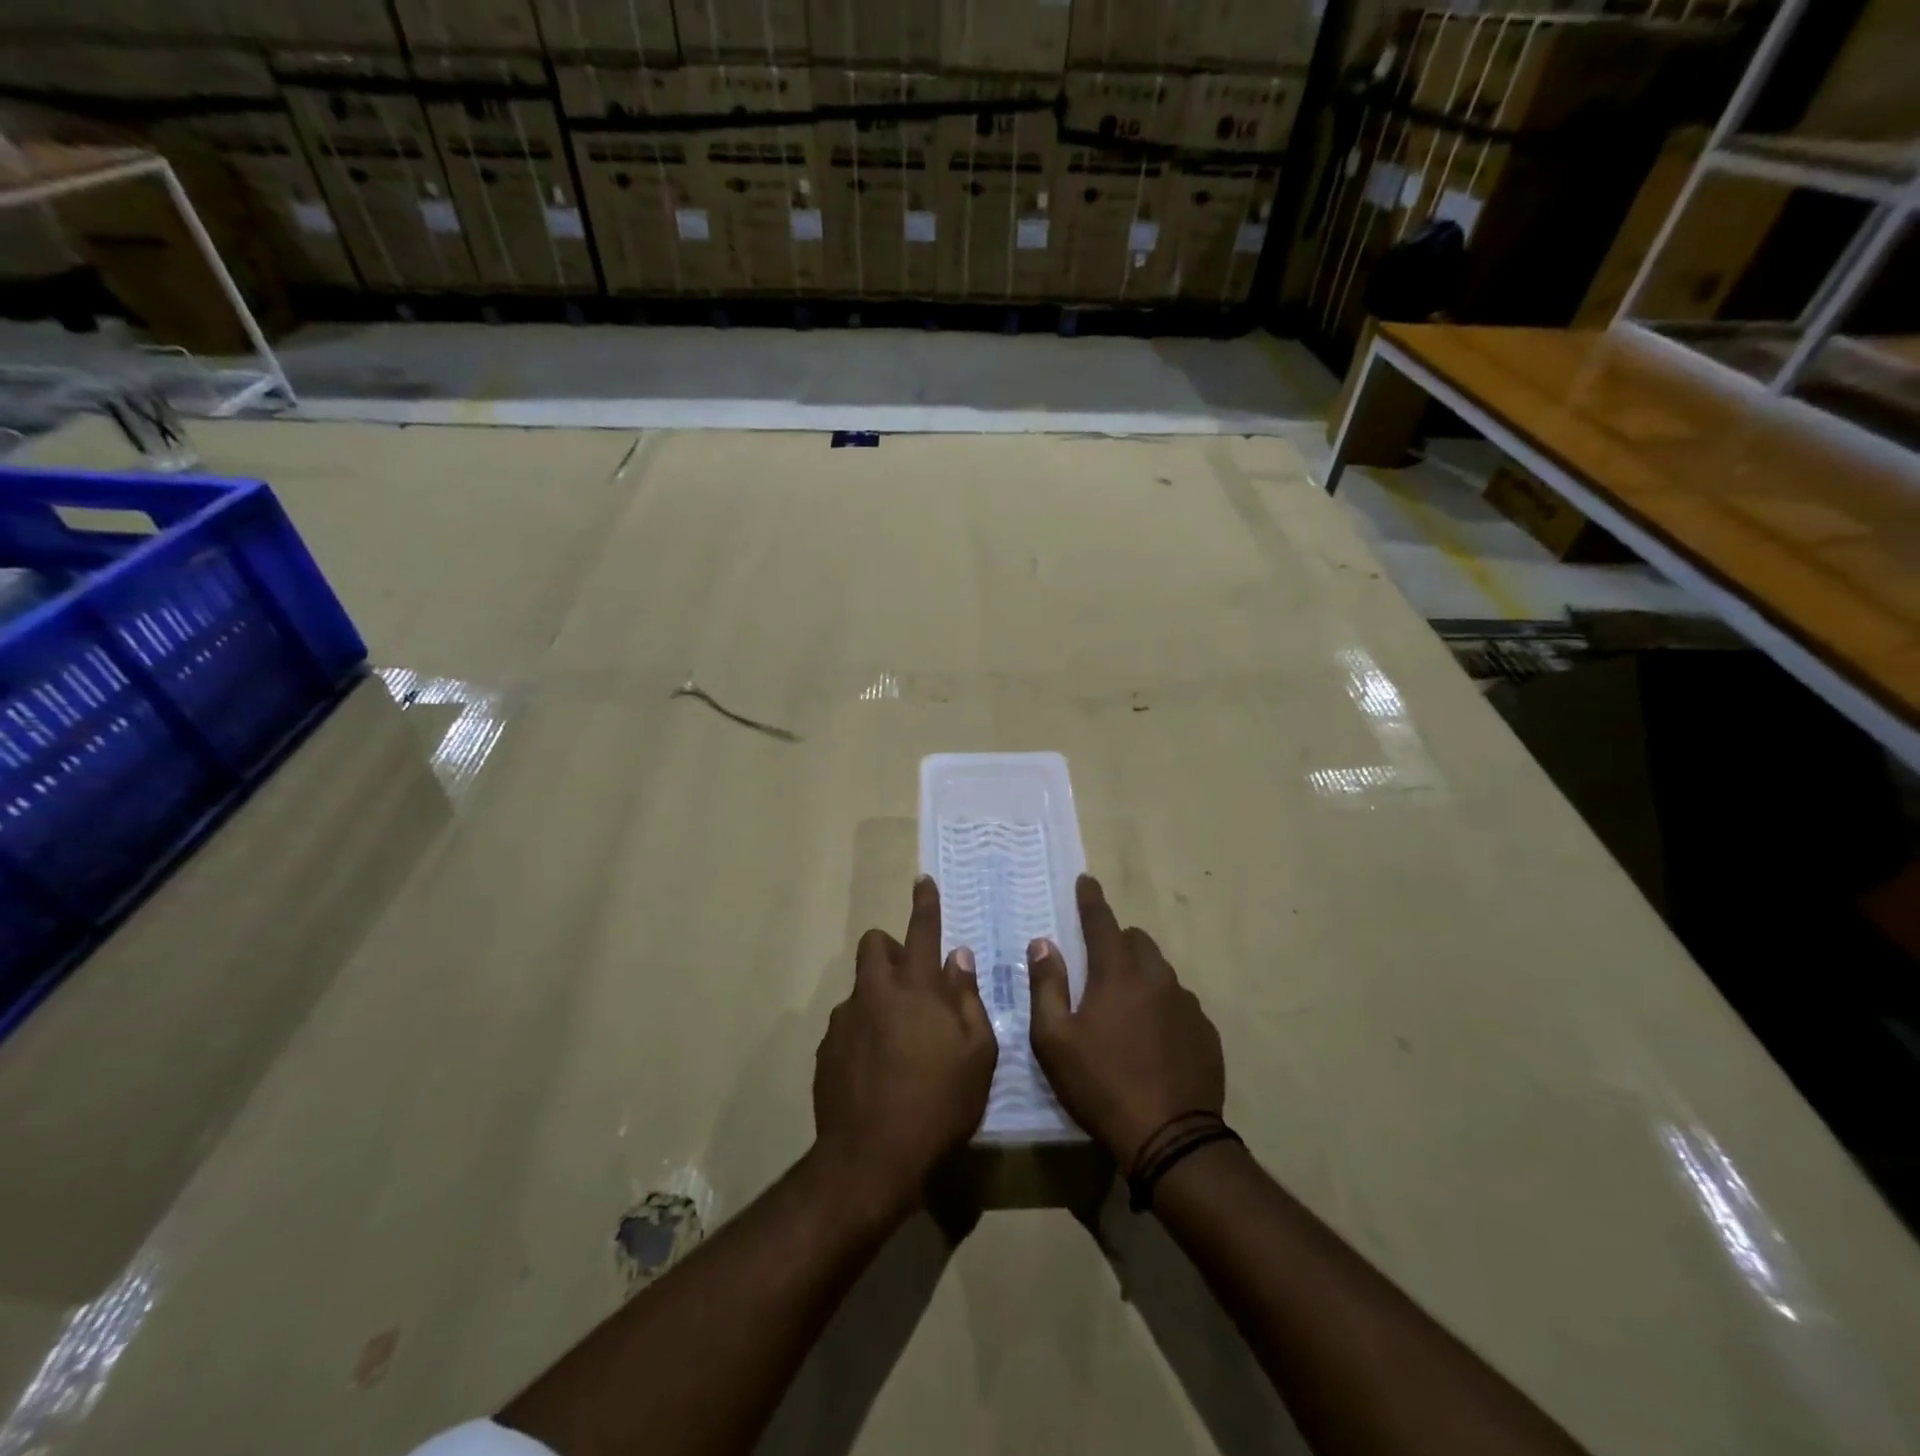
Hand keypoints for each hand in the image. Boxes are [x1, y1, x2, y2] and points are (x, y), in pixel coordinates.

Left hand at [813, 876, 997, 1223]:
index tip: (923, 880)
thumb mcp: (976, 1054)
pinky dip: (864, 1030)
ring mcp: (844, 1021)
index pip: (921, 932)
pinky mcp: (827, 1050)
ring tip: (900, 1041)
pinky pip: (849, 1024)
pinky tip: (877, 1069)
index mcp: (914, 990)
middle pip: (875, 945)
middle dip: (891, 948)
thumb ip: (968, 999)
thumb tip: (958, 958)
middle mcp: (874, 993)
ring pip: (861, 987)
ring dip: (880, 996)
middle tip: (913, 981)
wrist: (870, 1159)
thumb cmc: (938, 1104)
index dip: (925, 904)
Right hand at [1029, 875, 1224, 1170]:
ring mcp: (1186, 1004)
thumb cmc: (1100, 1084)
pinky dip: (1162, 1007)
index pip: (1102, 922)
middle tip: (1099, 965)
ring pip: (1161, 972)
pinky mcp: (1205, 1032)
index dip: (1091, 899)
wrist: (1169, 1138)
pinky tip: (1153, 1038)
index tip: (1086, 880)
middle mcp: (1157, 978)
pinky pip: (1179, 1003)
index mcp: (1117, 974)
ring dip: (1141, 976)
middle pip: (1137, 941)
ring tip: (1125, 1008)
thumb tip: (1043, 944)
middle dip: (1117, 941)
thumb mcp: (1054, 1039)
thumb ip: (1046, 985)